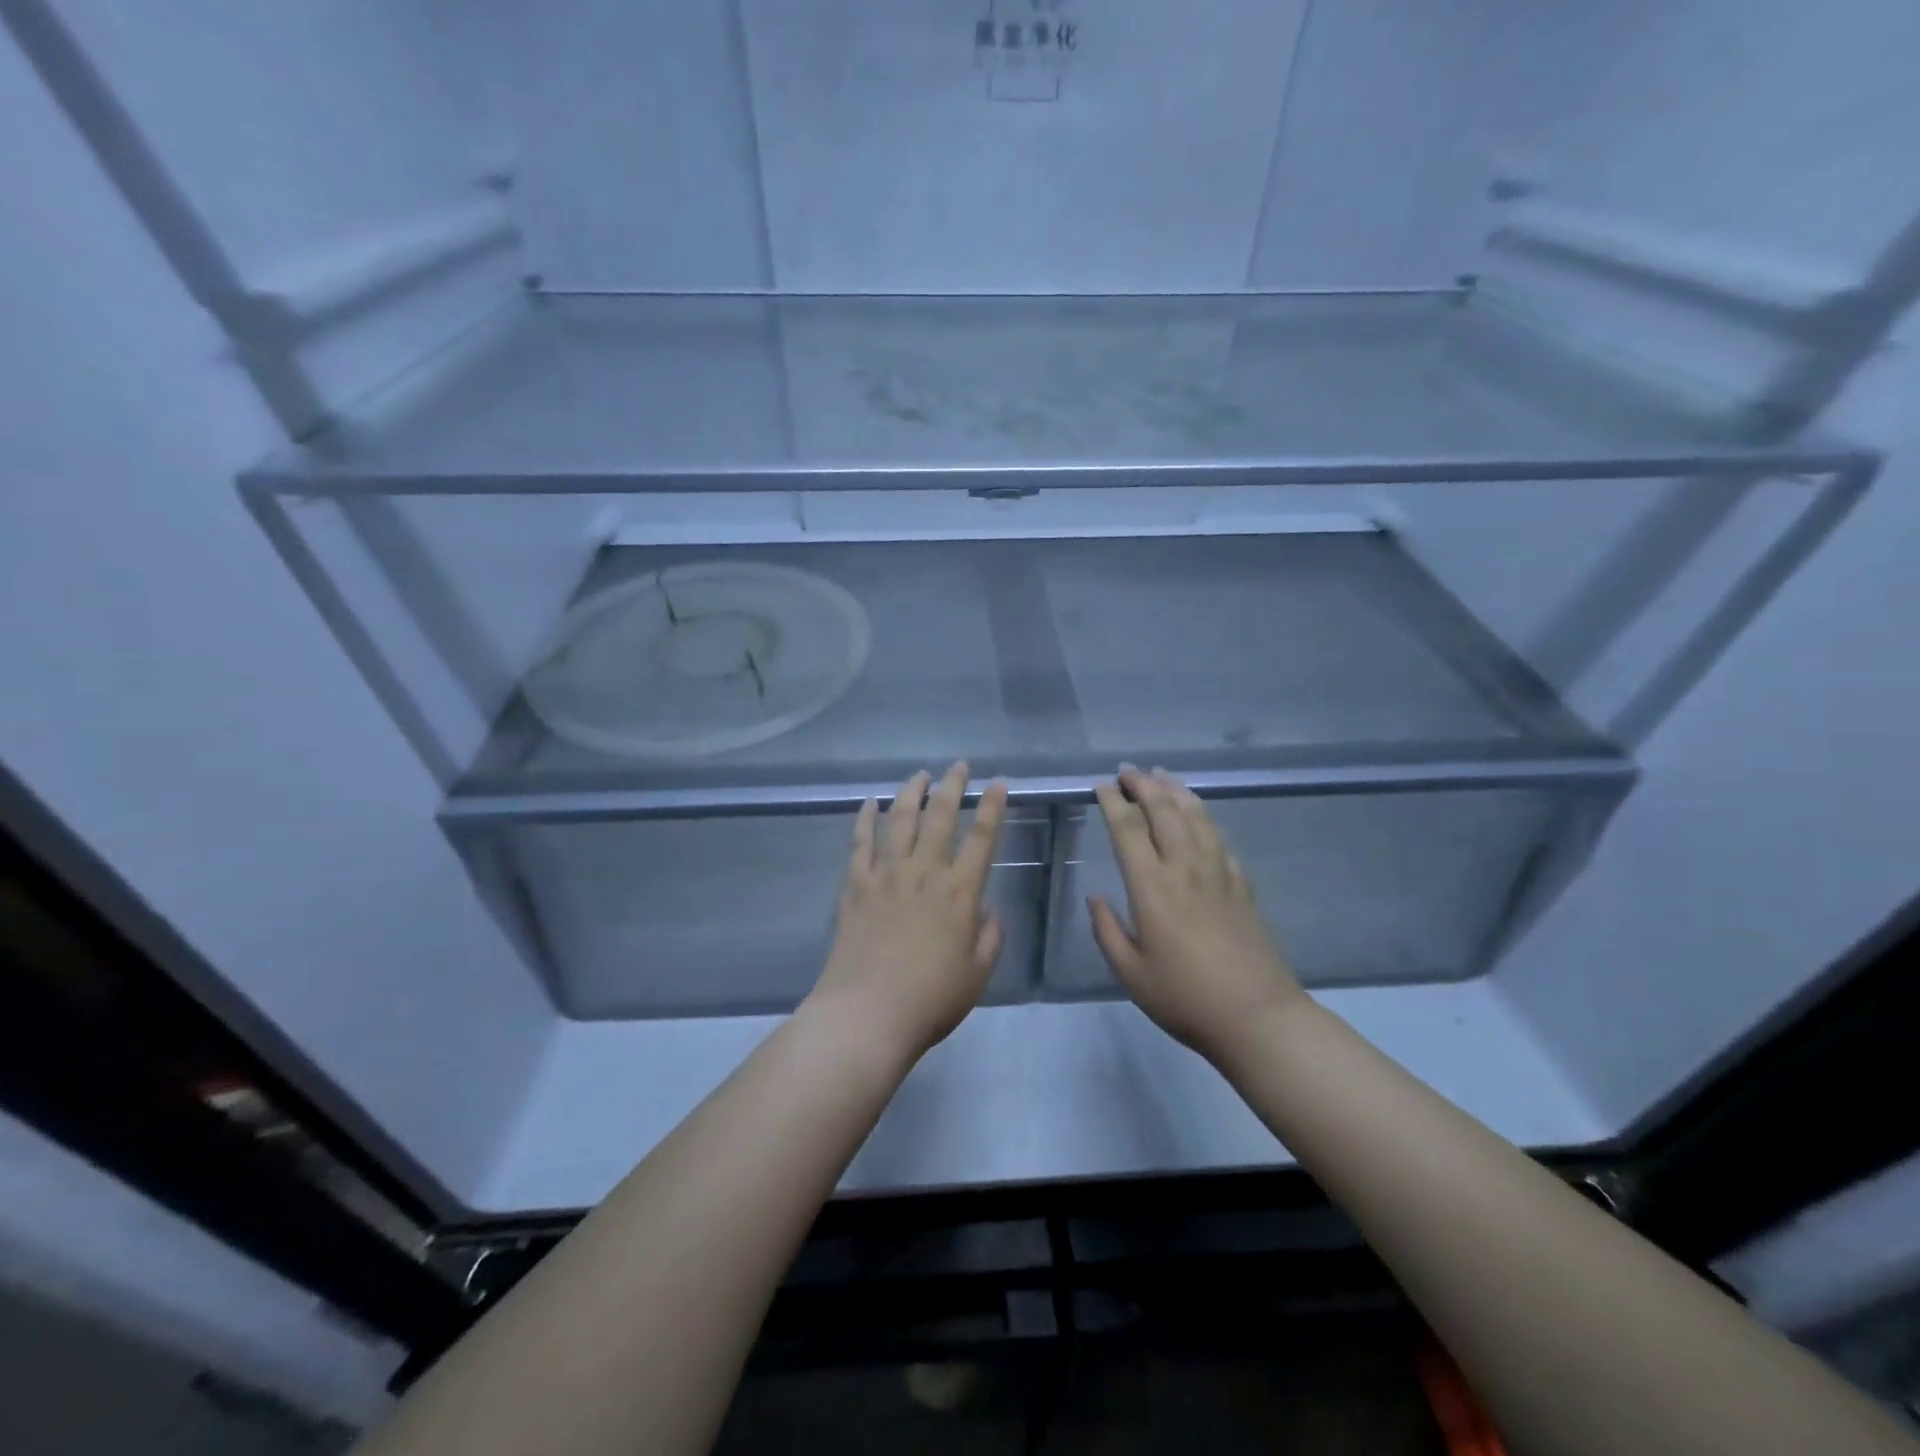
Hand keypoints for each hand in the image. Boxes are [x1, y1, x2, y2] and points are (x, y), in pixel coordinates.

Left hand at [805, 763, 1007, 1060]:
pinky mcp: (855, 885)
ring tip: (920, 775)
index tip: (999, 783)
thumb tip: (987, 908)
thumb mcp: (978, 974)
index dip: (993, 807)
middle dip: (952, 786)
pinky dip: (865, 819)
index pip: (982, 838)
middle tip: (959, 766)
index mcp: (960, 893)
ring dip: (911, 793)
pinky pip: (860, 842)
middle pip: (940, 817)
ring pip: (900, 820)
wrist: (867, 1014)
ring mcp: (886, 875)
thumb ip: (989, 936)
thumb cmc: (931, 999)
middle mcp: (925, 873)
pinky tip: (869, 803)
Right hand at [1088, 766, 1306, 1062]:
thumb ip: (1107, 931)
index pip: (1128, 830)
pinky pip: (1221, 840)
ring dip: (1176, 791)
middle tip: (1127, 771)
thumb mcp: (1131, 973)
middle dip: (1143, 785)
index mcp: (1152, 889)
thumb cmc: (1185, 999)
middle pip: (1164, 812)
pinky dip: (1205, 819)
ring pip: (1197, 817)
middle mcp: (1185, 870)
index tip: (1102, 785)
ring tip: (1162, 776)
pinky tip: (1200, 817)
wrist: (1257, 1017)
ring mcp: (1219, 874)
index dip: (1113, 803)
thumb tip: (1095, 896)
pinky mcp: (1242, 886)